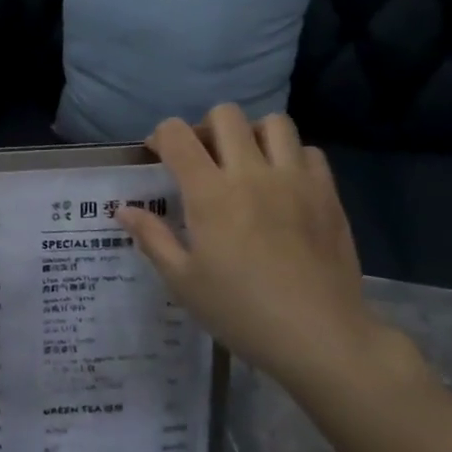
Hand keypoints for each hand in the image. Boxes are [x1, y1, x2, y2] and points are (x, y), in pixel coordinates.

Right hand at [117, 105, 412, 394]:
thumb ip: (152, 238)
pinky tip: (284, 186)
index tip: (159, 157)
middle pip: (225, 115)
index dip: (161, 136)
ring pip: (274, 123)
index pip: (177, 134)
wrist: (319, 336)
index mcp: (210, 194)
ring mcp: (295, 180)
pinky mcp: (327, 194)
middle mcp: (251, 173)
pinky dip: (292, 158)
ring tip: (247, 164)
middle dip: (206, 128)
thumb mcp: (183, 282)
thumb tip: (124, 211)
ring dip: (253, 135)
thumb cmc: (241, 312)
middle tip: (203, 159)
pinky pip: (309, 152)